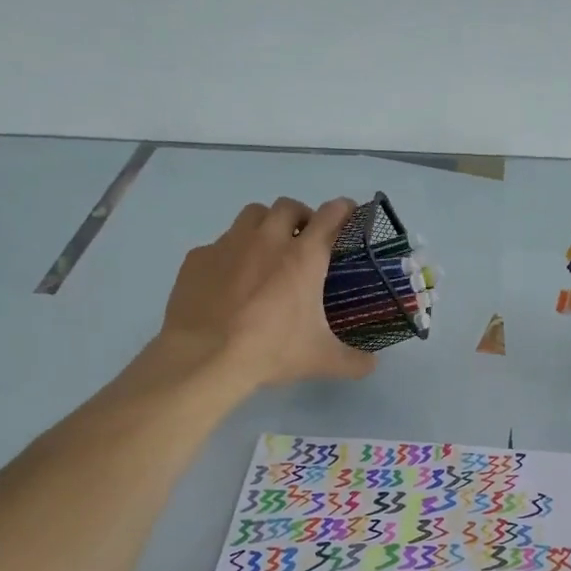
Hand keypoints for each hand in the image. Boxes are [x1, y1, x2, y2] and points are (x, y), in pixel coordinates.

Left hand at [147, 197, 378, 389]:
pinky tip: (229, 281)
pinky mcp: (198, 258)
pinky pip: (219, 244)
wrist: (204, 357)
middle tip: (304, 241)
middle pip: (288, 206)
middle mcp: (268, 239)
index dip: (344, 210)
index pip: (331, 215)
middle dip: (301, 217)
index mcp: (304, 257)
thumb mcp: (321, 360)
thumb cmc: (271, 351)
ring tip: (267, 251)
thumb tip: (372, 364)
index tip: (349, 214)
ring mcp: (228, 244)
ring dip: (265, 225)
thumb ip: (354, 361)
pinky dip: (230, 254)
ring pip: (252, 215)